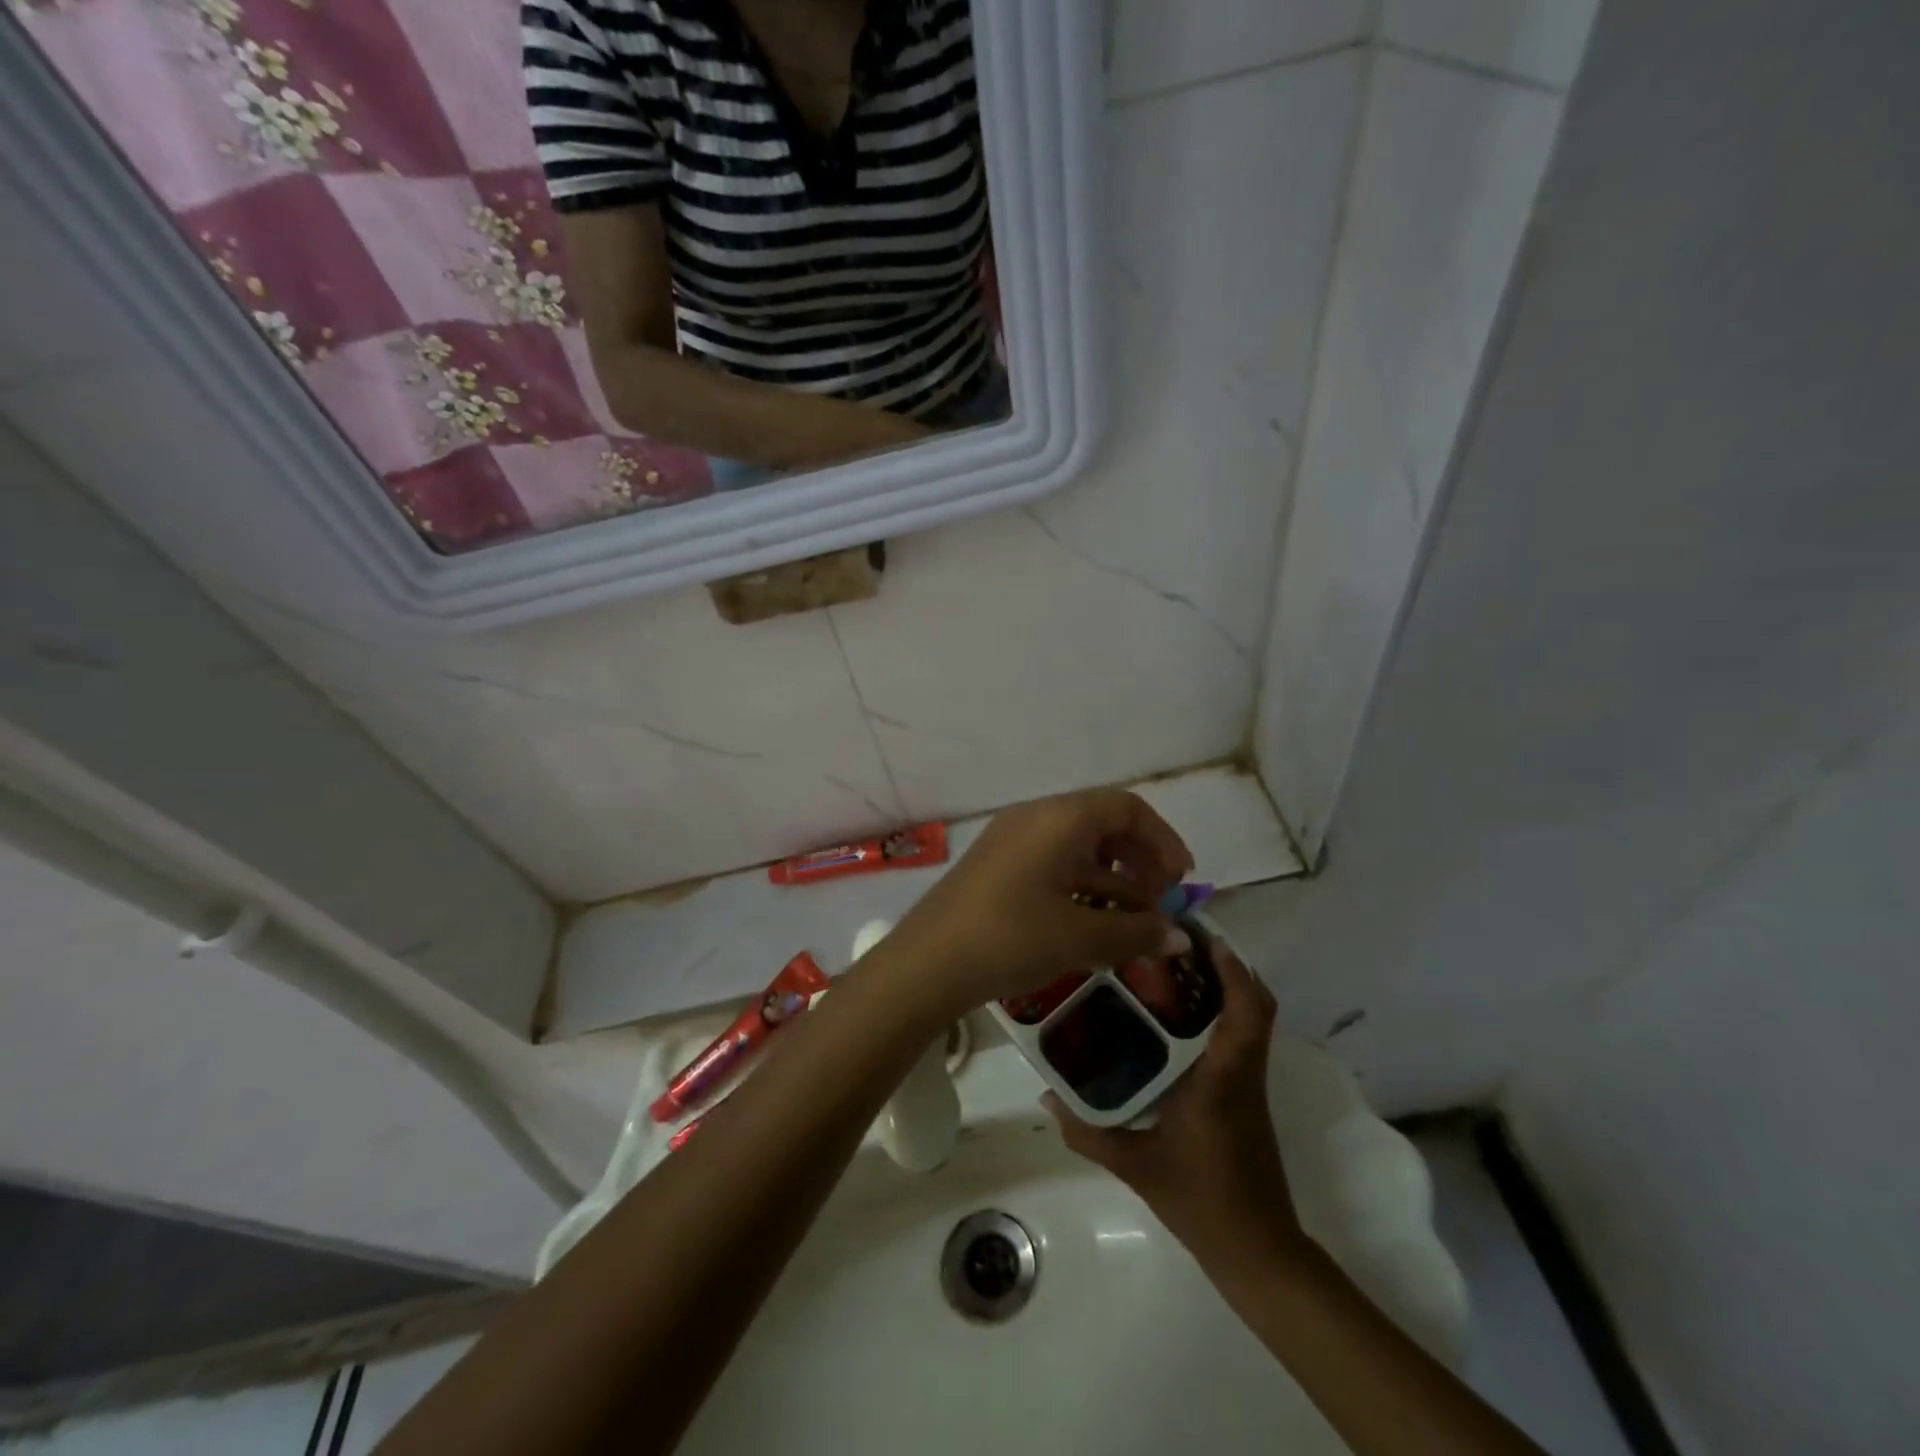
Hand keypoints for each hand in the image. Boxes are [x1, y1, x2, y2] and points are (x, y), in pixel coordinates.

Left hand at [873, 789, 1194, 1016]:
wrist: (926, 963)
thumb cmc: (1010, 938)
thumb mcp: (1080, 937)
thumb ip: (1137, 932)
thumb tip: (1181, 938)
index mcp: (1059, 818)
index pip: (1126, 808)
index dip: (1162, 840)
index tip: (1182, 880)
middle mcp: (1035, 818)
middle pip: (1103, 823)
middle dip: (1139, 859)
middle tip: (1159, 902)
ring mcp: (1012, 841)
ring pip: (1077, 846)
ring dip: (1112, 877)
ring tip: (1133, 920)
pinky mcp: (997, 866)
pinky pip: (1052, 862)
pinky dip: (1081, 885)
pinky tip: (1093, 923)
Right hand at [1045, 940, 1305, 1265]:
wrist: (1256, 1250)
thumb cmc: (1200, 1201)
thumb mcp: (1134, 1166)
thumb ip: (1088, 1131)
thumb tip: (1046, 1095)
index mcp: (1221, 1079)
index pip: (1245, 1013)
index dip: (1232, 969)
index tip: (1202, 937)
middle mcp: (1242, 1072)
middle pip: (1255, 1004)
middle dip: (1226, 966)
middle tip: (1177, 944)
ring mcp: (1249, 1083)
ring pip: (1251, 1019)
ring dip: (1225, 987)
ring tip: (1174, 968)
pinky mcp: (1246, 1095)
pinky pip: (1240, 1038)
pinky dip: (1221, 1013)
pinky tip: (1176, 1018)